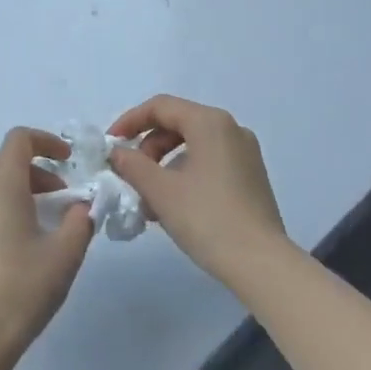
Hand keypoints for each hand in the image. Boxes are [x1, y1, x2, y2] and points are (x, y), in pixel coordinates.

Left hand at [0, 128, 94, 369]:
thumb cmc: (22, 290)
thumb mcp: (65, 255)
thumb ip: (80, 220)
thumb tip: (80, 207)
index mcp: (1, 185)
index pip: (19, 139)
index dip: (45, 141)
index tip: (66, 160)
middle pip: (6, 166)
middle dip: (37, 176)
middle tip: (60, 206)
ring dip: (15, 196)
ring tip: (35, 229)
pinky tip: (2, 247)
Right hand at [109, 95, 290, 283]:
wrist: (260, 263)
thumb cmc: (206, 218)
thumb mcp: (160, 190)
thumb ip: (132, 165)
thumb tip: (117, 153)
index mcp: (210, 123)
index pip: (161, 107)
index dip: (130, 121)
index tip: (110, 145)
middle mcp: (231, 130)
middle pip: (178, 124)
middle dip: (148, 148)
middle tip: (131, 176)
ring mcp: (245, 154)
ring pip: (192, 146)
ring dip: (164, 166)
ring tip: (148, 201)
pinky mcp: (250, 177)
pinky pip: (209, 163)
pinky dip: (184, 175)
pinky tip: (172, 207)